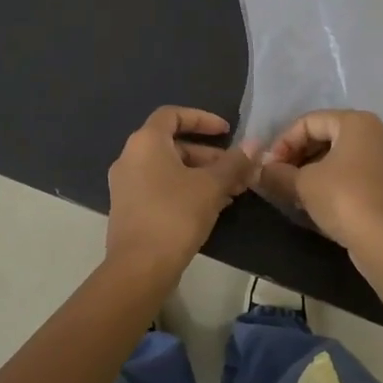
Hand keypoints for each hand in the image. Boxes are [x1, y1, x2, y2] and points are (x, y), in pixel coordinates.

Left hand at [106, 107, 258, 278]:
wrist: (139, 268)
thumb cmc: (175, 215)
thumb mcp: (211, 186)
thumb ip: (234, 163)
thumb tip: (255, 145)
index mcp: (145, 142)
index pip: (172, 115)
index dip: (202, 118)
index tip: (227, 131)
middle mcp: (130, 157)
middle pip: (174, 144)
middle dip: (209, 155)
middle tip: (238, 170)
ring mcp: (126, 184)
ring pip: (170, 169)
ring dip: (202, 175)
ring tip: (233, 191)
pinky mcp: (129, 208)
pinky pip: (161, 187)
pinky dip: (186, 189)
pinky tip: (213, 207)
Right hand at [258, 109, 382, 252]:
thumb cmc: (343, 199)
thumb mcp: (302, 184)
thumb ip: (277, 173)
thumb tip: (259, 171)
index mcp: (357, 122)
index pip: (309, 122)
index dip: (283, 142)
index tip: (269, 166)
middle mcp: (378, 133)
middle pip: (327, 136)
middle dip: (298, 156)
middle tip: (280, 177)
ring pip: (343, 156)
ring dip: (315, 170)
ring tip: (295, 190)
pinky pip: (357, 173)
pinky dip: (335, 181)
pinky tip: (319, 201)